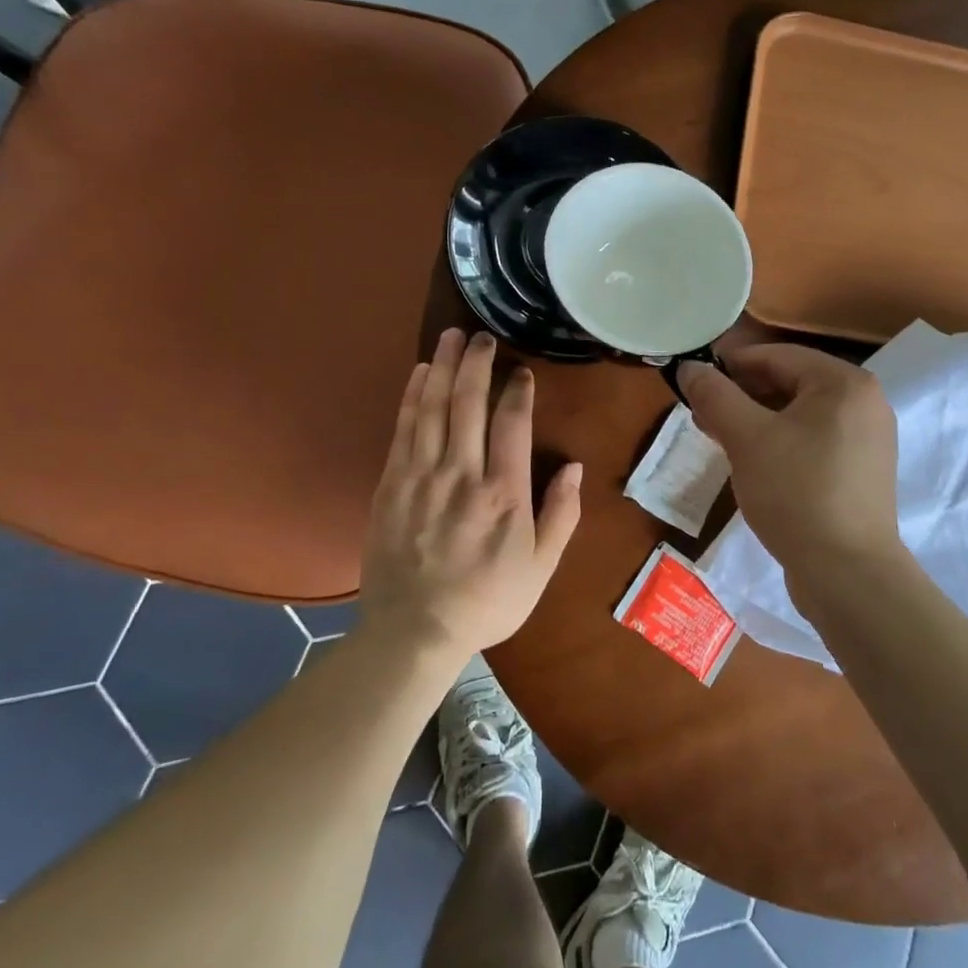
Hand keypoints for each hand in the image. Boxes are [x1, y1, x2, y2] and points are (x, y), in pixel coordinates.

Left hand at [361, 329, 581, 657]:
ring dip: (443, 368)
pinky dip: (412, 397)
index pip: (512, 424)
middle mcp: (462, 475)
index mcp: (504, 494)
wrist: (414, 632)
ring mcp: (422, 477)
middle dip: (477, 363)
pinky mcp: (391, 484)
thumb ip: (561, 515)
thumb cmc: (486, 601)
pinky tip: (420, 374)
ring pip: (434, 408)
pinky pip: (403, 429)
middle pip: (469, 404)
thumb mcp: (540, 568)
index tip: (521, 372)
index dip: (517, 391)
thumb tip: (576, 468)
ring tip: (451, 337)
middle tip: (482, 335)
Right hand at [679, 345, 901, 587]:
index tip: (696, 380)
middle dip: (743, 396)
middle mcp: (865, 403)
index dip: (732, 364)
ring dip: (758, 421)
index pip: (778, 356)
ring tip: (720, 438)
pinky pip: (815, 441)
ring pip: (801, 415)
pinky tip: (754, 463)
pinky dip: (782, 443)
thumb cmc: (796, 493)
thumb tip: (689, 367)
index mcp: (845, 383)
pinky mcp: (863, 472)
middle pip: (792, 383)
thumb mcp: (746, 438)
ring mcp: (869, 440)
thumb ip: (715, 396)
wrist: (848, 575)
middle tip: (703, 414)